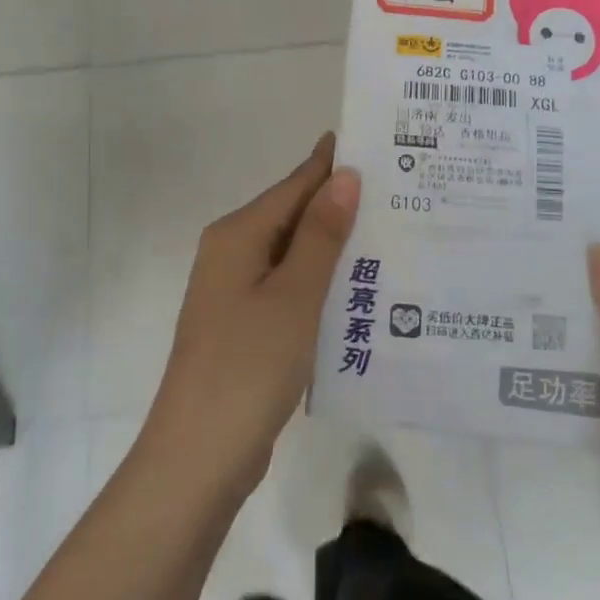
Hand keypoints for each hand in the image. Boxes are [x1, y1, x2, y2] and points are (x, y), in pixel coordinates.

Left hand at [144, 133, 360, 495]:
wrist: (199, 455)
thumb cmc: (248, 365)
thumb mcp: (294, 295)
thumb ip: (320, 235)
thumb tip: (344, 176)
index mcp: (237, 235)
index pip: (294, 185)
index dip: (332, 164)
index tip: (376, 144)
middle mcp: (232, 254)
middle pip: (293, 216)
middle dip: (340, 204)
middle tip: (400, 190)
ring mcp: (236, 292)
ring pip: (293, 255)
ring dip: (334, 246)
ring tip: (392, 232)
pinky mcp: (245, 326)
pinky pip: (289, 288)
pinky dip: (321, 282)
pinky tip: (358, 288)